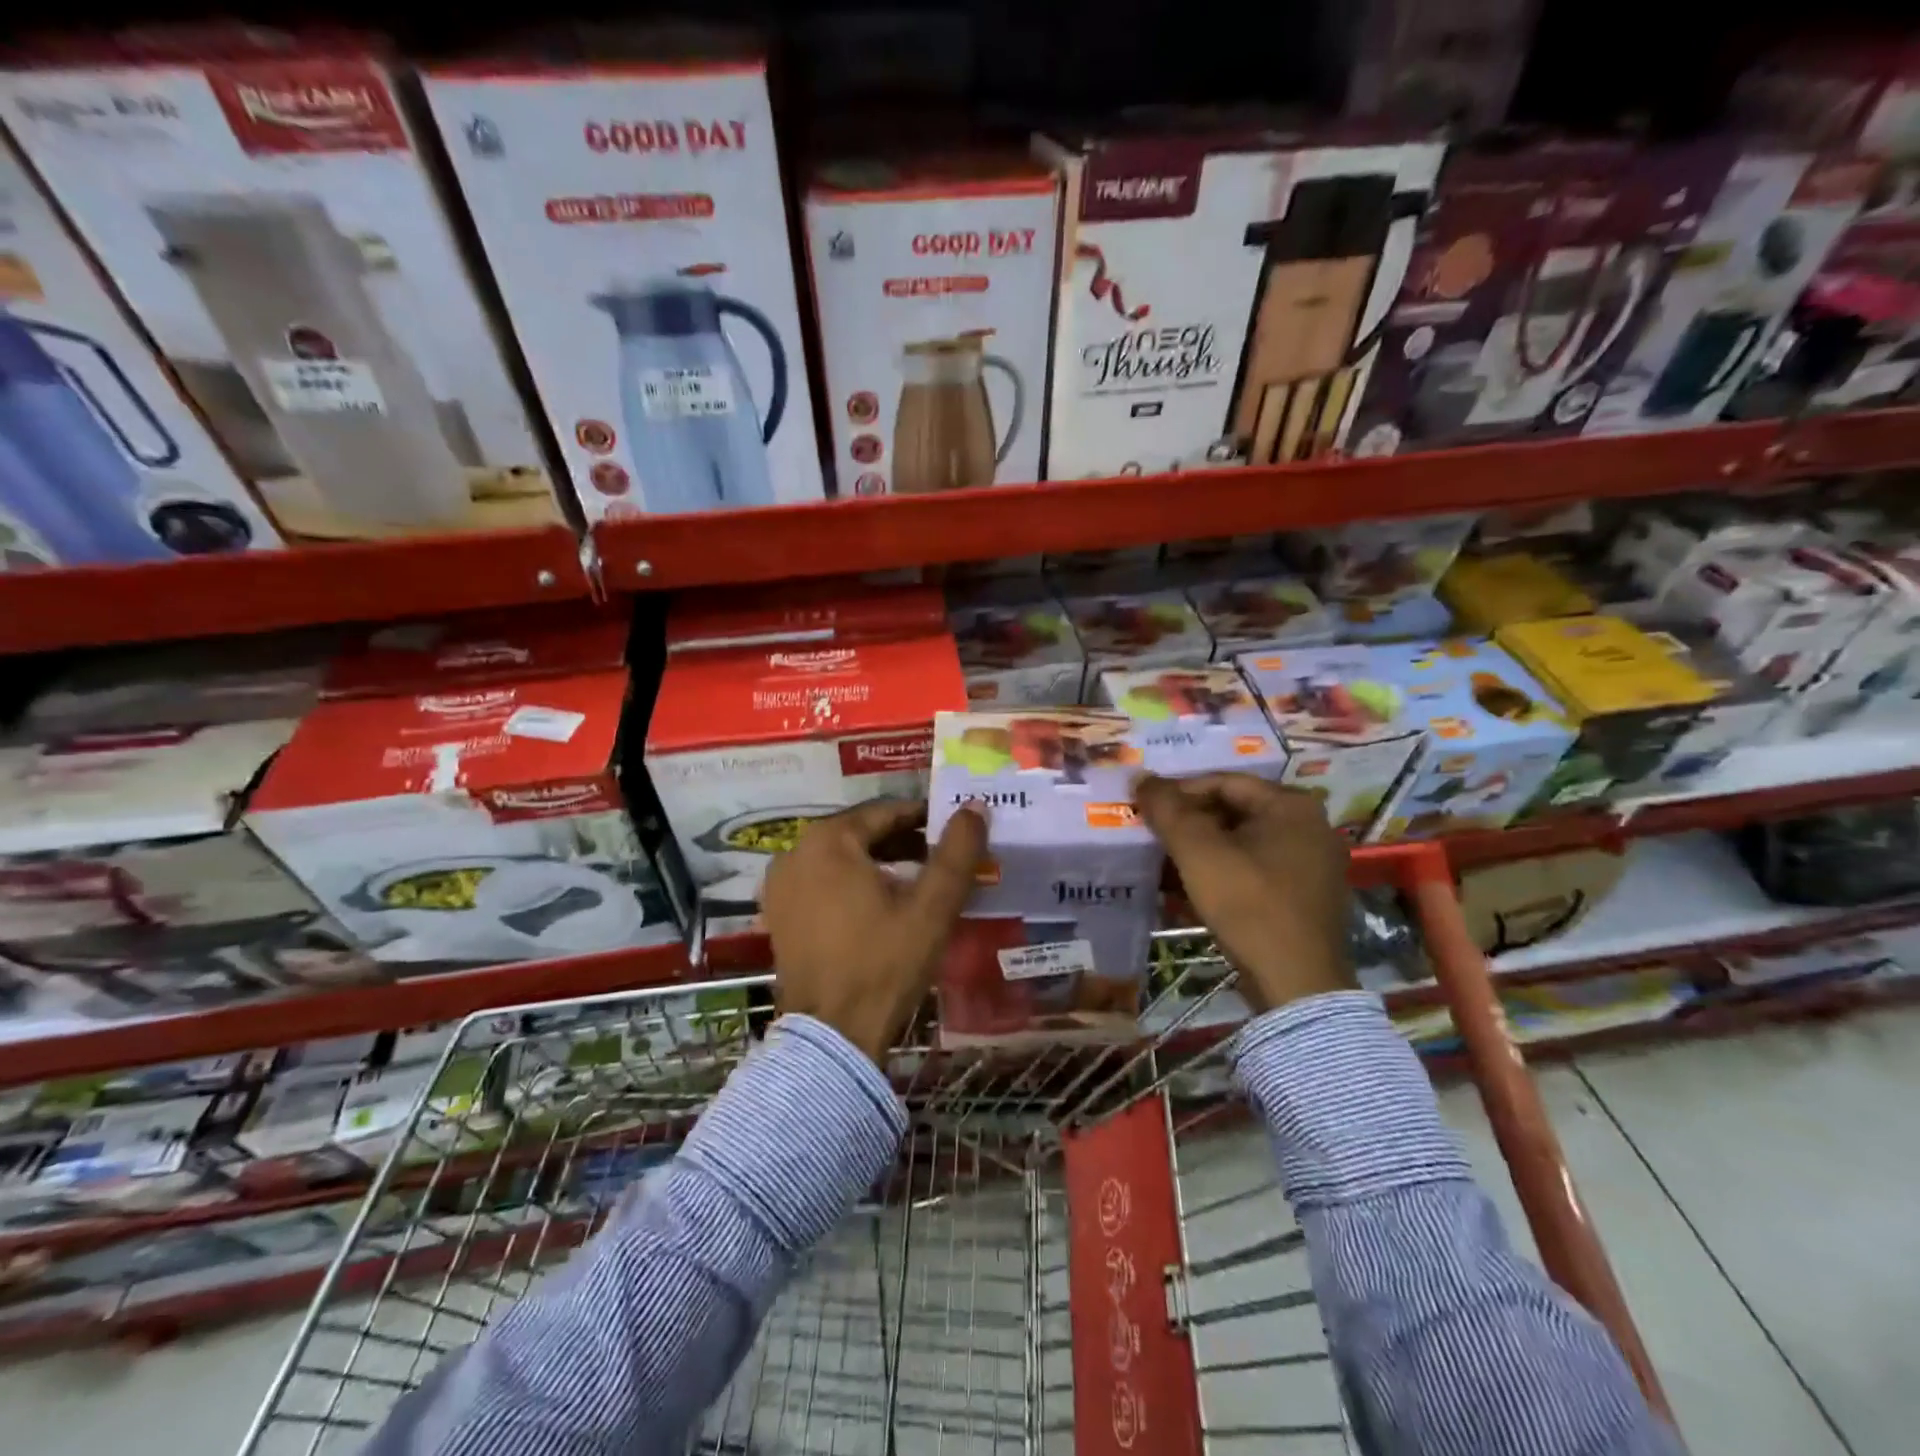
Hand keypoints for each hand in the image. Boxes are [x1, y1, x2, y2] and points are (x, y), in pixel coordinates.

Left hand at [761, 798, 986, 1062]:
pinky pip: (824, 882)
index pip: (886, 811)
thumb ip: (957, 852)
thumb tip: (975, 807)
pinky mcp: (780, 914)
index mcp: (828, 840)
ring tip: (921, 881)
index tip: (956, 830)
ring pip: (842, 858)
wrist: (831, 1036)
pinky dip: (854, 884)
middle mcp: (795, 852)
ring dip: (881, 863)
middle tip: (944, 858)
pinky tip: (883, 906)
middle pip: (862, 833)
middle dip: (905, 841)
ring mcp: (782, 885)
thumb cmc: (884, 963)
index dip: (925, 818)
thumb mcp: (931, 907)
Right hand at [1133, 773, 1354, 1012]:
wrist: (1296, 983)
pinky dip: (1223, 870)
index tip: (1147, 809)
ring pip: (1243, 842)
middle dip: (1189, 823)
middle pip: (1235, 811)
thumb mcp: (1199, 852)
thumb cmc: (1248, 905)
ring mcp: (1313, 863)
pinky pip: (1256, 868)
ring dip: (1202, 849)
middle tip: (1152, 835)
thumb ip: (1167, 810)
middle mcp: (1310, 826)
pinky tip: (1192, 887)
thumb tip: (1139, 776)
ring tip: (1164, 861)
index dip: (1179, 792)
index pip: (1223, 782)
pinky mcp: (1306, 896)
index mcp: (1292, 806)